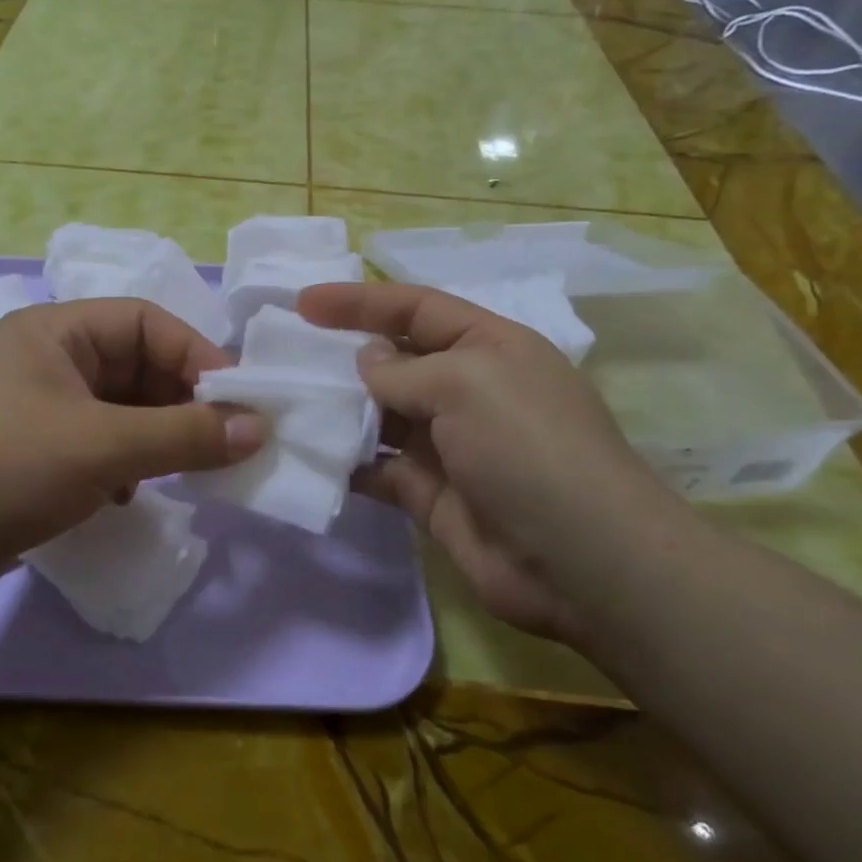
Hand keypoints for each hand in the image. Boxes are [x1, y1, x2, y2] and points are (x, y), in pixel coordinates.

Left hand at [0, 298, 264, 607]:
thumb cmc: (4, 466)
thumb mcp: (103, 445)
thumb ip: (185, 435)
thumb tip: (260, 428)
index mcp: (57, 332)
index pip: (146, 323)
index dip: (197, 356)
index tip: (239, 402)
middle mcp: (47, 361)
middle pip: (135, 366)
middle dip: (180, 403)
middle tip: (223, 442)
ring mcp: (36, 409)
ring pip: (119, 410)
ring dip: (156, 437)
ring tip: (187, 469)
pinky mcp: (30, 455)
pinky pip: (96, 445)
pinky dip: (124, 464)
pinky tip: (130, 494)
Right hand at [299, 282, 681, 643]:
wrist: (577, 559)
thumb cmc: (525, 447)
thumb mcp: (465, 384)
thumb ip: (403, 370)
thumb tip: (366, 363)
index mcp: (488, 347)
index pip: (416, 308)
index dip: (360, 301)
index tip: (302, 303)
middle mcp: (468, 390)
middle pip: (394, 361)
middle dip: (342, 356)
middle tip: (283, 357)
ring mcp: (449, 445)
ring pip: (380, 416)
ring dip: (338, 410)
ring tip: (285, 404)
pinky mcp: (430, 494)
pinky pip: (378, 468)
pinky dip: (346, 462)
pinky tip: (308, 457)